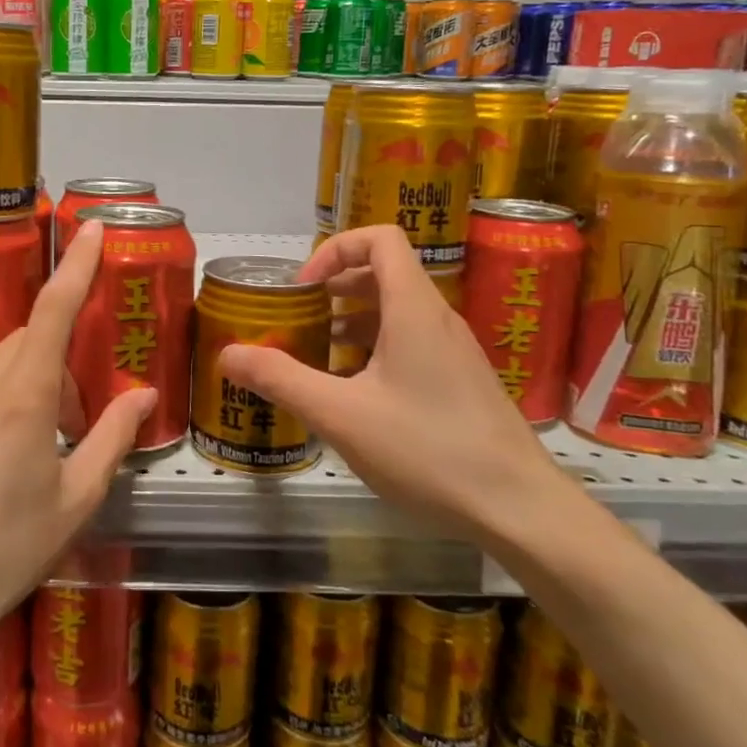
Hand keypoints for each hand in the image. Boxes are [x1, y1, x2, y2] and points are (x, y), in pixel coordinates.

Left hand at [0, 220, 156, 670]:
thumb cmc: (5, 552)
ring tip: (21, 452)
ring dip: (20, 388)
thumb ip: (112, 437)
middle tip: (66, 428)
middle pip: (26, 344)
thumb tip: (144, 396)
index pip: (53, 311)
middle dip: (55, 369)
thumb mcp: (75, 500)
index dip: (77, 265)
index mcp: (21, 398)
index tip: (92, 228)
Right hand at [219, 224, 565, 540]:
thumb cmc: (428, 450)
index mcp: (413, 308)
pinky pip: (411, 344)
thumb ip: (282, 379)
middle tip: (298, 320)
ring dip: (352, 322)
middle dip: (335, 288)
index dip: (335, 249)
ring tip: (316, 357)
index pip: (380, 239)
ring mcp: (454, 351)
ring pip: (397, 312)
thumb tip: (227, 353)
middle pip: (384, 273)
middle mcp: (438, 318)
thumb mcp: (341, 415)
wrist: (519, 508)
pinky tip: (354, 395)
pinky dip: (375, 351)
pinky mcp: (461, 381)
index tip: (303, 289)